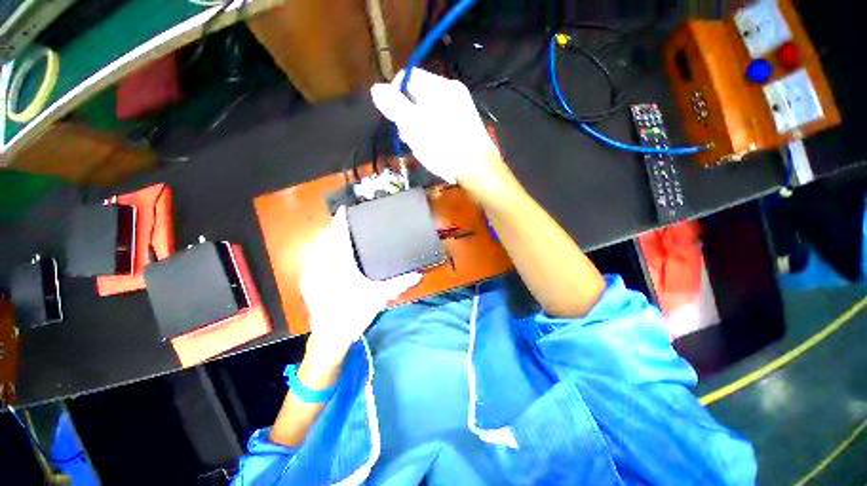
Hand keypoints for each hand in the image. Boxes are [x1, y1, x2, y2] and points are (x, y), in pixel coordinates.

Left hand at [299, 207, 420, 360]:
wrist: (329, 337)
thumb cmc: (354, 312)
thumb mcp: (380, 296)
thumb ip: (400, 283)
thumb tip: (419, 274)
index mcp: (339, 264)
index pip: (338, 235)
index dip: (340, 220)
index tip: (344, 209)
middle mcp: (322, 264)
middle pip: (324, 238)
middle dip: (333, 228)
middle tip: (345, 225)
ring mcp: (311, 273)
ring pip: (316, 248)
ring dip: (326, 240)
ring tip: (337, 238)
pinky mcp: (307, 282)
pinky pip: (312, 259)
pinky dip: (319, 253)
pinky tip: (328, 258)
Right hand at [370, 69, 500, 184]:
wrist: (477, 168)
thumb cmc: (443, 147)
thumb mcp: (413, 127)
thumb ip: (394, 106)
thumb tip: (376, 88)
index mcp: (438, 86)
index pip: (407, 78)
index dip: (395, 96)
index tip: (395, 120)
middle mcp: (452, 90)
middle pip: (418, 95)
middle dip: (408, 115)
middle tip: (410, 138)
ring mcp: (462, 106)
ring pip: (430, 110)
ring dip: (420, 126)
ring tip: (423, 146)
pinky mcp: (467, 122)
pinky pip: (443, 120)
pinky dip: (435, 131)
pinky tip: (436, 147)